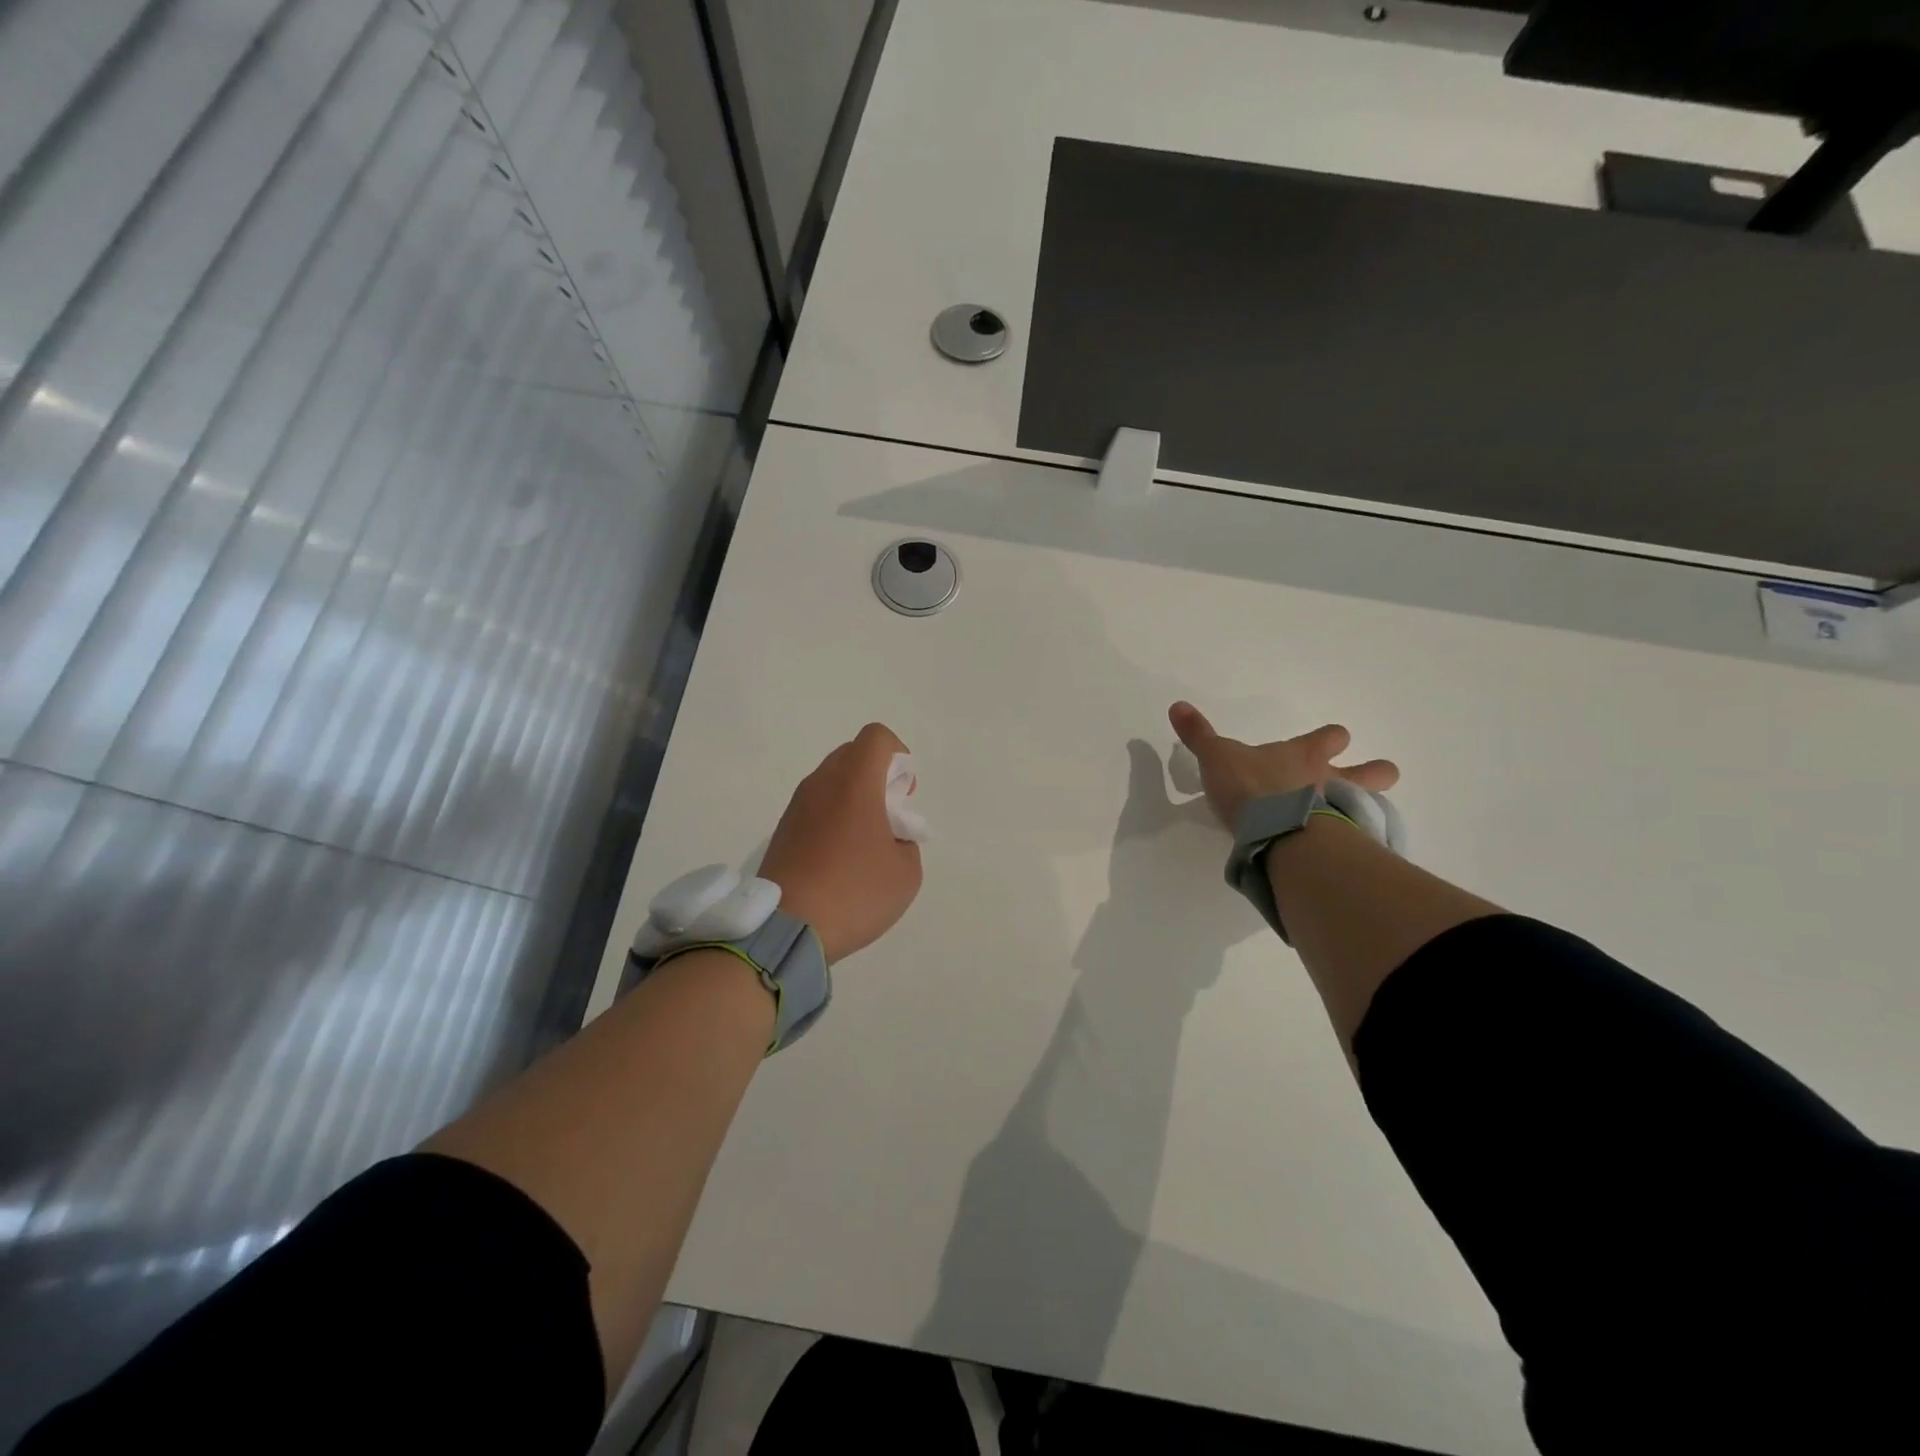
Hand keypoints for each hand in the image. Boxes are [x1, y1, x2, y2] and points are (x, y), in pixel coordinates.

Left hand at [759, 723, 923, 963]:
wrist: (786, 928)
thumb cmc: (854, 892)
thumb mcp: (906, 872)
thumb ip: (906, 841)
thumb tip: (889, 836)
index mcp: (855, 781)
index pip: (877, 737)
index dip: (899, 758)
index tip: (903, 796)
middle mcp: (822, 782)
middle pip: (853, 754)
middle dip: (877, 777)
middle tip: (887, 819)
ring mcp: (797, 805)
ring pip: (832, 780)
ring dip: (853, 799)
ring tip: (864, 846)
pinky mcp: (783, 829)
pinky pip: (816, 806)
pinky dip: (833, 818)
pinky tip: (839, 861)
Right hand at [1169, 701, 1399, 828]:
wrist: (1276, 830)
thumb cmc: (1250, 787)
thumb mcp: (1216, 757)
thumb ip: (1199, 735)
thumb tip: (1177, 705)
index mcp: (1304, 755)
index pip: (1330, 737)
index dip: (1331, 739)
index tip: (1331, 741)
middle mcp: (1330, 780)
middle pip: (1373, 771)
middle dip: (1373, 772)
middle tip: (1367, 778)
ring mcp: (1342, 813)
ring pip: (1374, 805)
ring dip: (1370, 808)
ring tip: (1358, 820)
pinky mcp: (1342, 845)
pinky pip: (1358, 842)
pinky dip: (1355, 845)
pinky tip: (1346, 854)